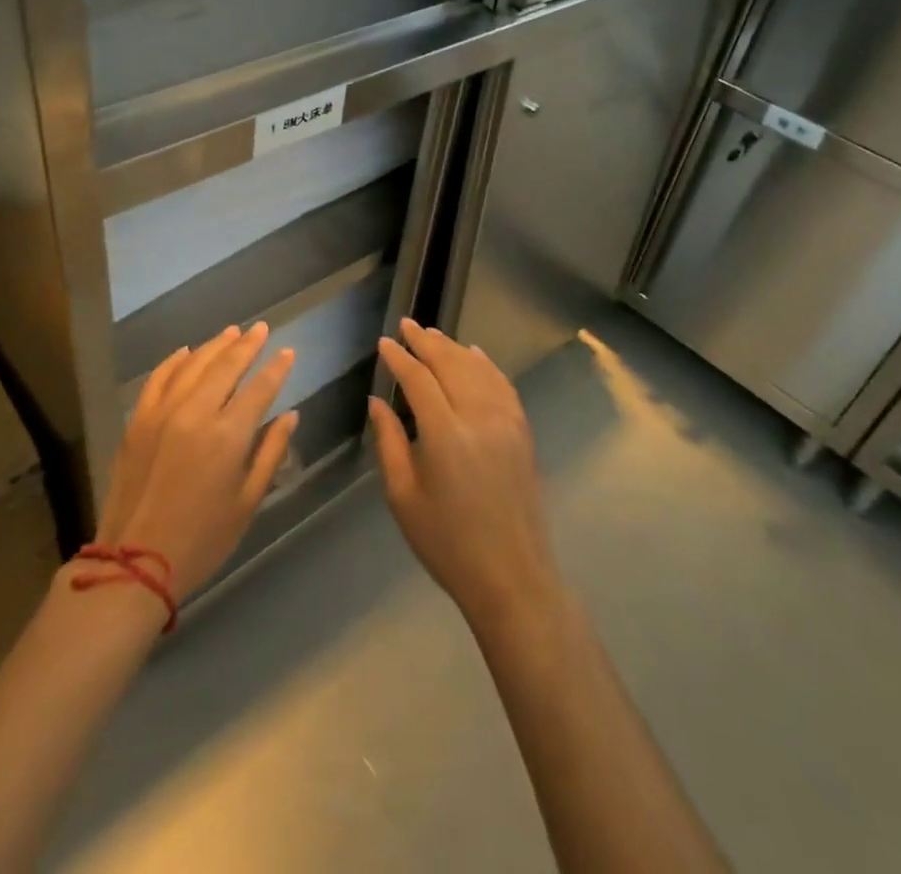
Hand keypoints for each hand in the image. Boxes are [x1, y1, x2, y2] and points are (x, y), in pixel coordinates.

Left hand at [97, 324, 298, 600]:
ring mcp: (162, 413)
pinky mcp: (137, 421)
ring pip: (193, 365)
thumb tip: (290, 416)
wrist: (134, 564)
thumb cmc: (202, 540)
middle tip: (261, 328)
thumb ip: (271, 453)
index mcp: (227, 436)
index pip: (259, 389)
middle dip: (248, 345)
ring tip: (232, 332)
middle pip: (226, 366)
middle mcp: (195, 413)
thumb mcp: (248, 502)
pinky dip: (174, 361)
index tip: (288, 352)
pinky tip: (187, 351)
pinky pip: (158, 379)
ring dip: (215, 346)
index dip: (276, 368)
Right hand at [368, 319, 560, 626]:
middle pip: (450, 363)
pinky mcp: (522, 430)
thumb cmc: (447, 543)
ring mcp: (506, 421)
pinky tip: (474, 354)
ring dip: (453, 347)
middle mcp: (479, 417)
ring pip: (478, 368)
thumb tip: (378, 401)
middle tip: (406, 324)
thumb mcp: (403, 496)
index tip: (384, 342)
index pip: (418, 379)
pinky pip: (502, 384)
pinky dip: (485, 364)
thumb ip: (388, 442)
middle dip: (425, 341)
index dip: (399, 357)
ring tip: (431, 334)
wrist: (512, 576)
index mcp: (445, 434)